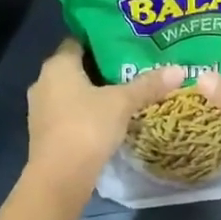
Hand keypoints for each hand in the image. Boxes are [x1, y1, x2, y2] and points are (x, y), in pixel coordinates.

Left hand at [25, 39, 180, 191]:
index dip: (101, 41)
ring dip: (93, 93)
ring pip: (71, 92)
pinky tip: (108, 118)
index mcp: (57, 65)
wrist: (59, 178)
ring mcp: (41, 109)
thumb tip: (179, 69)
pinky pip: (68, 113)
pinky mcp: (45, 133)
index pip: (78, 41)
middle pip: (76, 67)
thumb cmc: (87, 127)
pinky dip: (86, 112)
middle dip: (102, 68)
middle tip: (132, 67)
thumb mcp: (122, 103)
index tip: (125, 43)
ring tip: (124, 92)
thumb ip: (148, 85)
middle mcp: (43, 81)